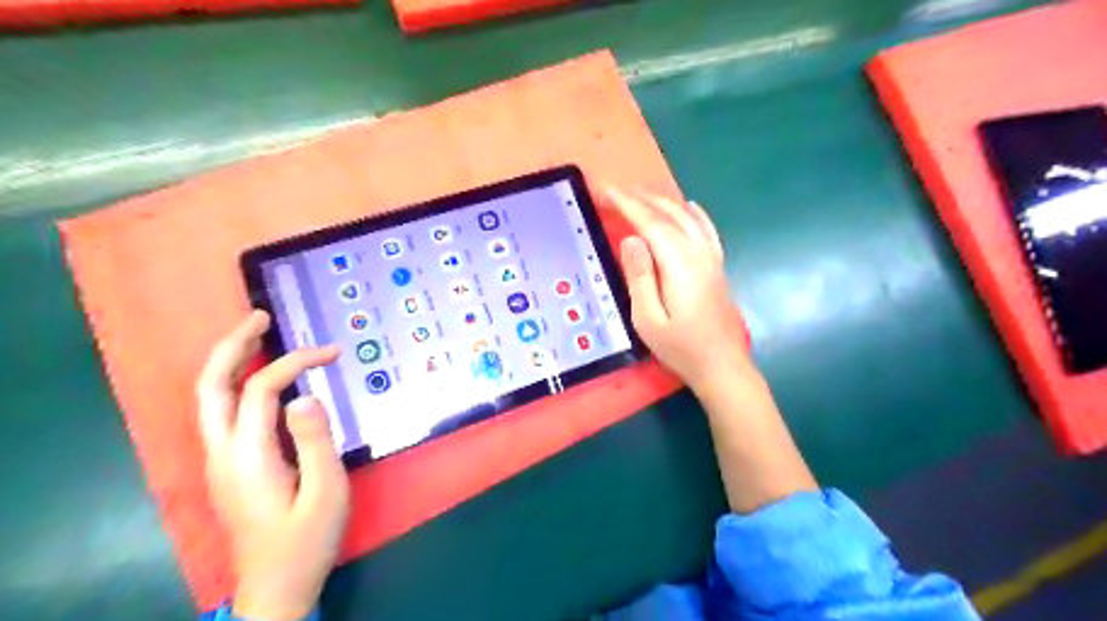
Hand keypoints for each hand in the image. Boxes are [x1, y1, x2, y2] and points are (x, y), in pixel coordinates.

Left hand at [195, 311, 348, 620]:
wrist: (275, 588)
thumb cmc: (306, 541)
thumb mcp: (325, 492)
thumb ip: (314, 441)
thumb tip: (306, 396)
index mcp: (247, 456)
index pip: (262, 389)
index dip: (296, 363)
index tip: (333, 354)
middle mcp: (222, 452)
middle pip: (211, 386)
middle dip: (232, 346)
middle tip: (259, 317)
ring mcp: (220, 461)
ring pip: (210, 399)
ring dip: (230, 362)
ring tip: (257, 336)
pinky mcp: (229, 467)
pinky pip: (224, 412)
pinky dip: (237, 383)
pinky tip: (259, 378)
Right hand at [605, 184, 750, 386]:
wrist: (722, 365)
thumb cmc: (680, 347)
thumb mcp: (648, 319)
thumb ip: (639, 277)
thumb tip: (631, 239)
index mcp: (679, 264)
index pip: (651, 224)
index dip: (627, 205)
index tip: (606, 191)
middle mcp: (699, 253)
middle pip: (670, 214)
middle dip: (642, 198)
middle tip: (616, 191)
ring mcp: (712, 258)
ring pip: (688, 217)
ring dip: (664, 201)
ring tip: (641, 194)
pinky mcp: (717, 266)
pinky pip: (707, 229)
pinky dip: (695, 213)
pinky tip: (689, 206)